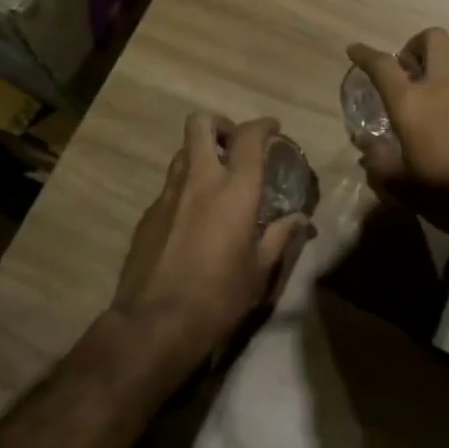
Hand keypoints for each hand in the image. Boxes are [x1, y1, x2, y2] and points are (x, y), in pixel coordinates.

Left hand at [111, 113, 310, 372]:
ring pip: (182, 153)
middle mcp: (199, 181)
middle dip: (219, 124)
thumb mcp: (259, 270)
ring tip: (216, 182)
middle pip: (200, 124)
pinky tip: (193, 220)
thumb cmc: (219, 296)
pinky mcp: (147, 215)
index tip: (273, 129)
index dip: (263, 125)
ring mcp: (167, 195)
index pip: (249, 137)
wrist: (155, 324)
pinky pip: (169, 188)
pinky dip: (185, 190)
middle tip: (234, 144)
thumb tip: (300, 220)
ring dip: (200, 156)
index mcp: (234, 190)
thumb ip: (280, 236)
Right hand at [346, 29, 448, 239]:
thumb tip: (367, 147)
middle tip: (406, 69)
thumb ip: (378, 162)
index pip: (382, 65)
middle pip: (433, 39)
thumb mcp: (401, 186)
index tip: (355, 50)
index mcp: (412, 102)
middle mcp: (443, 87)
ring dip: (439, 73)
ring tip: (432, 103)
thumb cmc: (447, 191)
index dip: (365, 54)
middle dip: (416, 45)